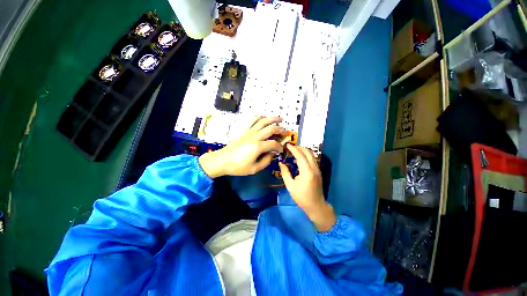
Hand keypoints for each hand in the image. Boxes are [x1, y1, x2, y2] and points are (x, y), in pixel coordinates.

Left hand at [199, 116, 286, 177]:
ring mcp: (249, 132)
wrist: (222, 160)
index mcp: (258, 147)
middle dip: (280, 130)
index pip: (274, 144)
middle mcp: (255, 136)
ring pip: (263, 121)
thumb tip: (272, 154)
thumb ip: (266, 161)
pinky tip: (263, 117)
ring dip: (272, 119)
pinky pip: (252, 120)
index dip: (280, 147)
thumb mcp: (254, 169)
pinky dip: (259, 117)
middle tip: (285, 132)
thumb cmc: (238, 166)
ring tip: (280, 118)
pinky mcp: (244, 131)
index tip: (281, 150)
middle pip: (271, 129)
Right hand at [279, 145, 335, 231]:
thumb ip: (285, 173)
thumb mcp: (290, 186)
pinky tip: (299, 158)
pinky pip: (312, 159)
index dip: (293, 149)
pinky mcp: (318, 171)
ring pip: (312, 155)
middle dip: (299, 147)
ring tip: (294, 151)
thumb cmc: (301, 197)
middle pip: (308, 152)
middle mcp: (314, 168)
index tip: (287, 145)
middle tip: (290, 147)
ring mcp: (318, 169)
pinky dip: (306, 155)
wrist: (316, 206)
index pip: (300, 156)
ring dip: (303, 151)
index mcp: (307, 172)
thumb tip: (281, 163)